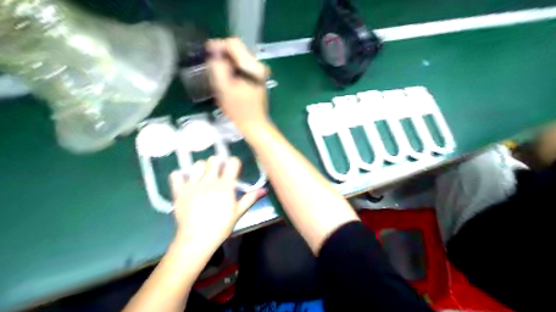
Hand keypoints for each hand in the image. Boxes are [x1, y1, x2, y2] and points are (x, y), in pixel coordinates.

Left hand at [170, 158, 264, 251]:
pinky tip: (185, 183)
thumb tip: (264, 190)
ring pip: (198, 164)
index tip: (233, 171)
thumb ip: (250, 198)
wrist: (196, 239)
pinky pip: (177, 175)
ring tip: (203, 179)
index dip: (234, 164)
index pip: (232, 162)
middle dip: (218, 165)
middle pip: (214, 160)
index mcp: (225, 185)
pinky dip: (181, 176)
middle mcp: (209, 181)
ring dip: (202, 169)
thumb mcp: (237, 213)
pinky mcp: (179, 190)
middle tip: (218, 175)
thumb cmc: (220, 227)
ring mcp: (192, 184)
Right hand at [206, 38, 271, 132]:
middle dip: (222, 55)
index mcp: (251, 66)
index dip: (218, 46)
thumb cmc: (237, 109)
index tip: (207, 54)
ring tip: (217, 74)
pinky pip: (242, 67)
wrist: (253, 125)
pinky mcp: (258, 79)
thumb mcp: (223, 87)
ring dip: (227, 63)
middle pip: (237, 50)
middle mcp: (258, 66)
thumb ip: (217, 66)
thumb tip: (214, 52)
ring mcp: (259, 73)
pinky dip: (233, 70)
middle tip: (210, 66)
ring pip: (239, 59)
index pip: (233, 43)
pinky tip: (226, 80)